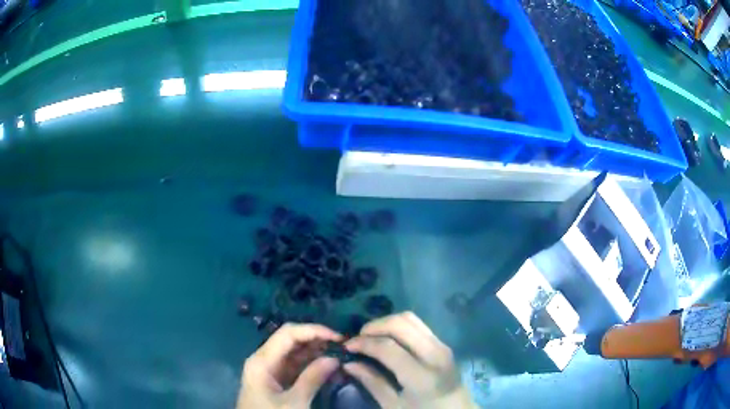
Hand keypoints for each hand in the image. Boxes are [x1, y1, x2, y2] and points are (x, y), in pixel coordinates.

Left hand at [237, 323, 342, 408]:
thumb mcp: (294, 403)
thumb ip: (312, 379)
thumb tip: (334, 359)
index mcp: (262, 360)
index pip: (288, 333)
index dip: (313, 330)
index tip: (338, 337)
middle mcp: (264, 359)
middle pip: (290, 340)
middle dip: (316, 339)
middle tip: (343, 345)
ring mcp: (270, 370)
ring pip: (295, 352)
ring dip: (316, 351)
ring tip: (340, 354)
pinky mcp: (277, 380)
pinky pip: (295, 365)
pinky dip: (312, 364)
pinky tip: (328, 365)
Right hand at [344, 312, 475, 408]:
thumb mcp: (394, 406)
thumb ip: (372, 382)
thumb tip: (348, 363)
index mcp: (421, 376)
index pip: (388, 347)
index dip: (363, 343)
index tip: (346, 346)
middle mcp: (434, 354)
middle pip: (401, 324)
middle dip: (374, 326)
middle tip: (358, 339)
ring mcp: (442, 346)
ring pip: (410, 318)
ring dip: (386, 323)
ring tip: (370, 337)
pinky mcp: (443, 344)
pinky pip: (418, 325)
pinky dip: (399, 326)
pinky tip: (387, 338)